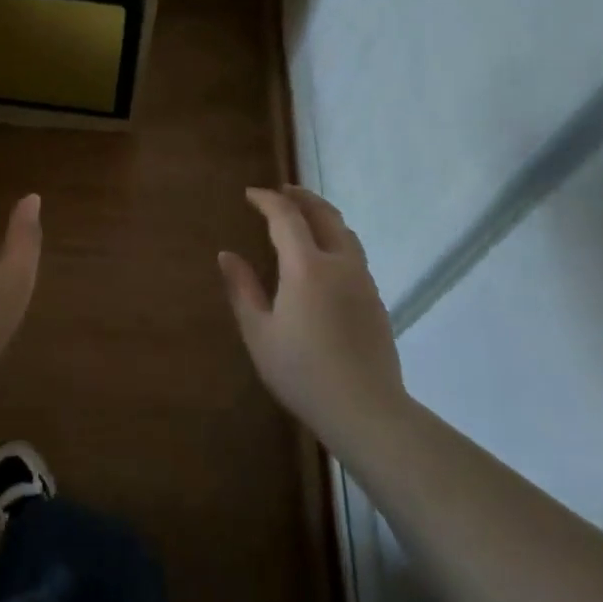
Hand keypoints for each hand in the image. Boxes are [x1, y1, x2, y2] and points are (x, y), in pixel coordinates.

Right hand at [218, 185, 404, 438]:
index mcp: (307, 267)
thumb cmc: (302, 372)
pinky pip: (353, 254)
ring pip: (345, 233)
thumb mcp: (259, 333)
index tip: (250, 194)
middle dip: (301, 197)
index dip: (267, 200)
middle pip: (324, 215)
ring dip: (322, 216)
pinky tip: (323, 257)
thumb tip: (227, 255)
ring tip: (303, 216)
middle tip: (281, 191)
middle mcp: (339, 264)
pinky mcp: (375, 300)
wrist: (366, 411)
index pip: (286, 217)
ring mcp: (363, 281)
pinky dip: (335, 239)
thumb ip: (242, 289)